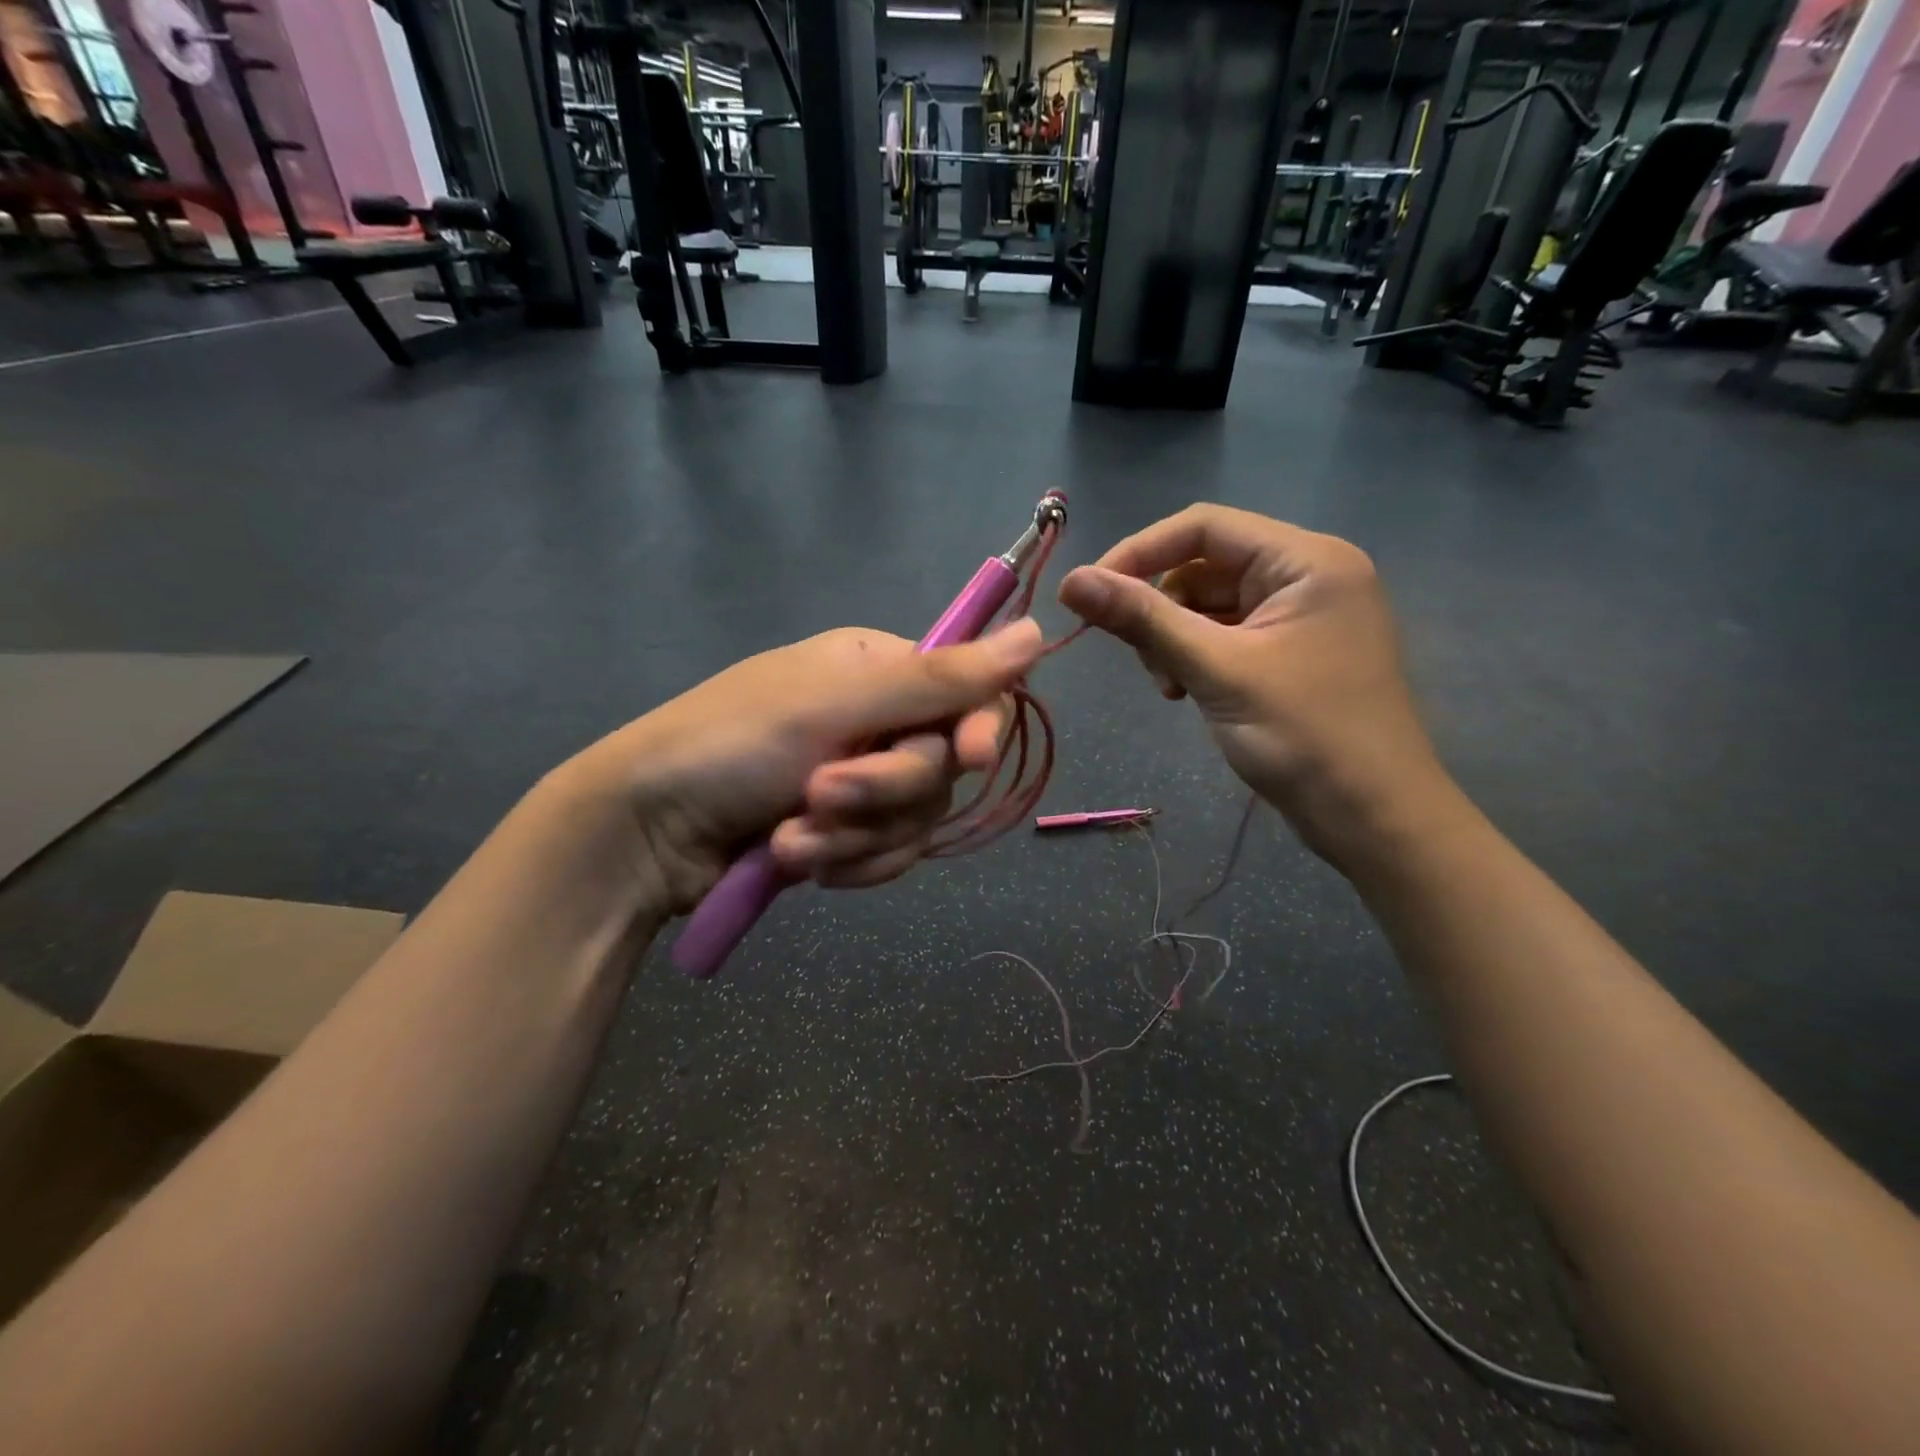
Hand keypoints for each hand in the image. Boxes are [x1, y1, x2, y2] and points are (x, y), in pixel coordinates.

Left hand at [562, 622, 1043, 915]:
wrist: (646, 831)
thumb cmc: (733, 744)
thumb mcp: (836, 704)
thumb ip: (939, 678)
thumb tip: (1036, 631)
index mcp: (878, 668)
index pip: (968, 695)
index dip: (976, 730)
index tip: (969, 757)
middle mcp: (878, 719)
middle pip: (940, 767)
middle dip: (883, 792)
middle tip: (820, 794)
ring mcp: (861, 780)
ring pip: (915, 819)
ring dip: (855, 836)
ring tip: (790, 837)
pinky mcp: (847, 833)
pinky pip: (889, 855)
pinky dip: (849, 863)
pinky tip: (796, 860)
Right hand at [1058, 505, 1451, 864]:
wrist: (1372, 817)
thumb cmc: (1303, 736)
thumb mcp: (1215, 671)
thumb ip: (1143, 620)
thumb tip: (1071, 580)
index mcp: (1307, 559)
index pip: (1203, 527)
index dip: (1139, 552)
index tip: (1089, 593)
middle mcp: (1308, 574)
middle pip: (1204, 565)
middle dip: (1162, 609)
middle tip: (1146, 662)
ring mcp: (1301, 615)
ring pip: (1209, 604)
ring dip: (1175, 639)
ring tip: (1171, 687)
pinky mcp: (1292, 651)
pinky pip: (1226, 635)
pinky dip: (1196, 657)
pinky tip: (1187, 693)